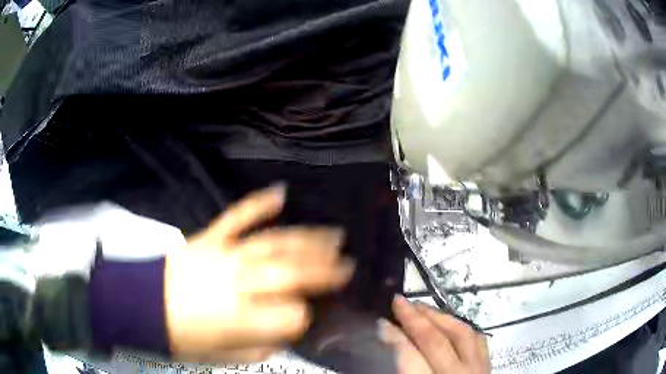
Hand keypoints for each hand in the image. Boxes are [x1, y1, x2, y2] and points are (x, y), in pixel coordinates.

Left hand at [164, 185, 354, 363]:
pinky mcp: (209, 237)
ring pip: (274, 243)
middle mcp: (239, 283)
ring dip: (307, 239)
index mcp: (242, 319)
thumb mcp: (223, 357)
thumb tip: (287, 333)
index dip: (304, 317)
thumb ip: (260, 346)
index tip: (310, 316)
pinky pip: (237, 216)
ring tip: (334, 235)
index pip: (291, 315)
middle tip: (348, 262)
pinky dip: (259, 204)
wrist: (140, 304)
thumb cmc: (181, 337)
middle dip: (325, 268)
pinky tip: (280, 193)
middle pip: (292, 271)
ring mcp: (224, 254)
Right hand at [380, 296, 490, 373]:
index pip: (411, 359)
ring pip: (462, 334)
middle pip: (437, 342)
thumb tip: (387, 351)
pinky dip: (462, 326)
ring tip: (420, 306)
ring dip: (439, 317)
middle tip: (397, 301)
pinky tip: (450, 321)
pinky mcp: (488, 367)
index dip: (394, 338)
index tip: (380, 323)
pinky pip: (478, 339)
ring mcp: (478, 370)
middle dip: (415, 319)